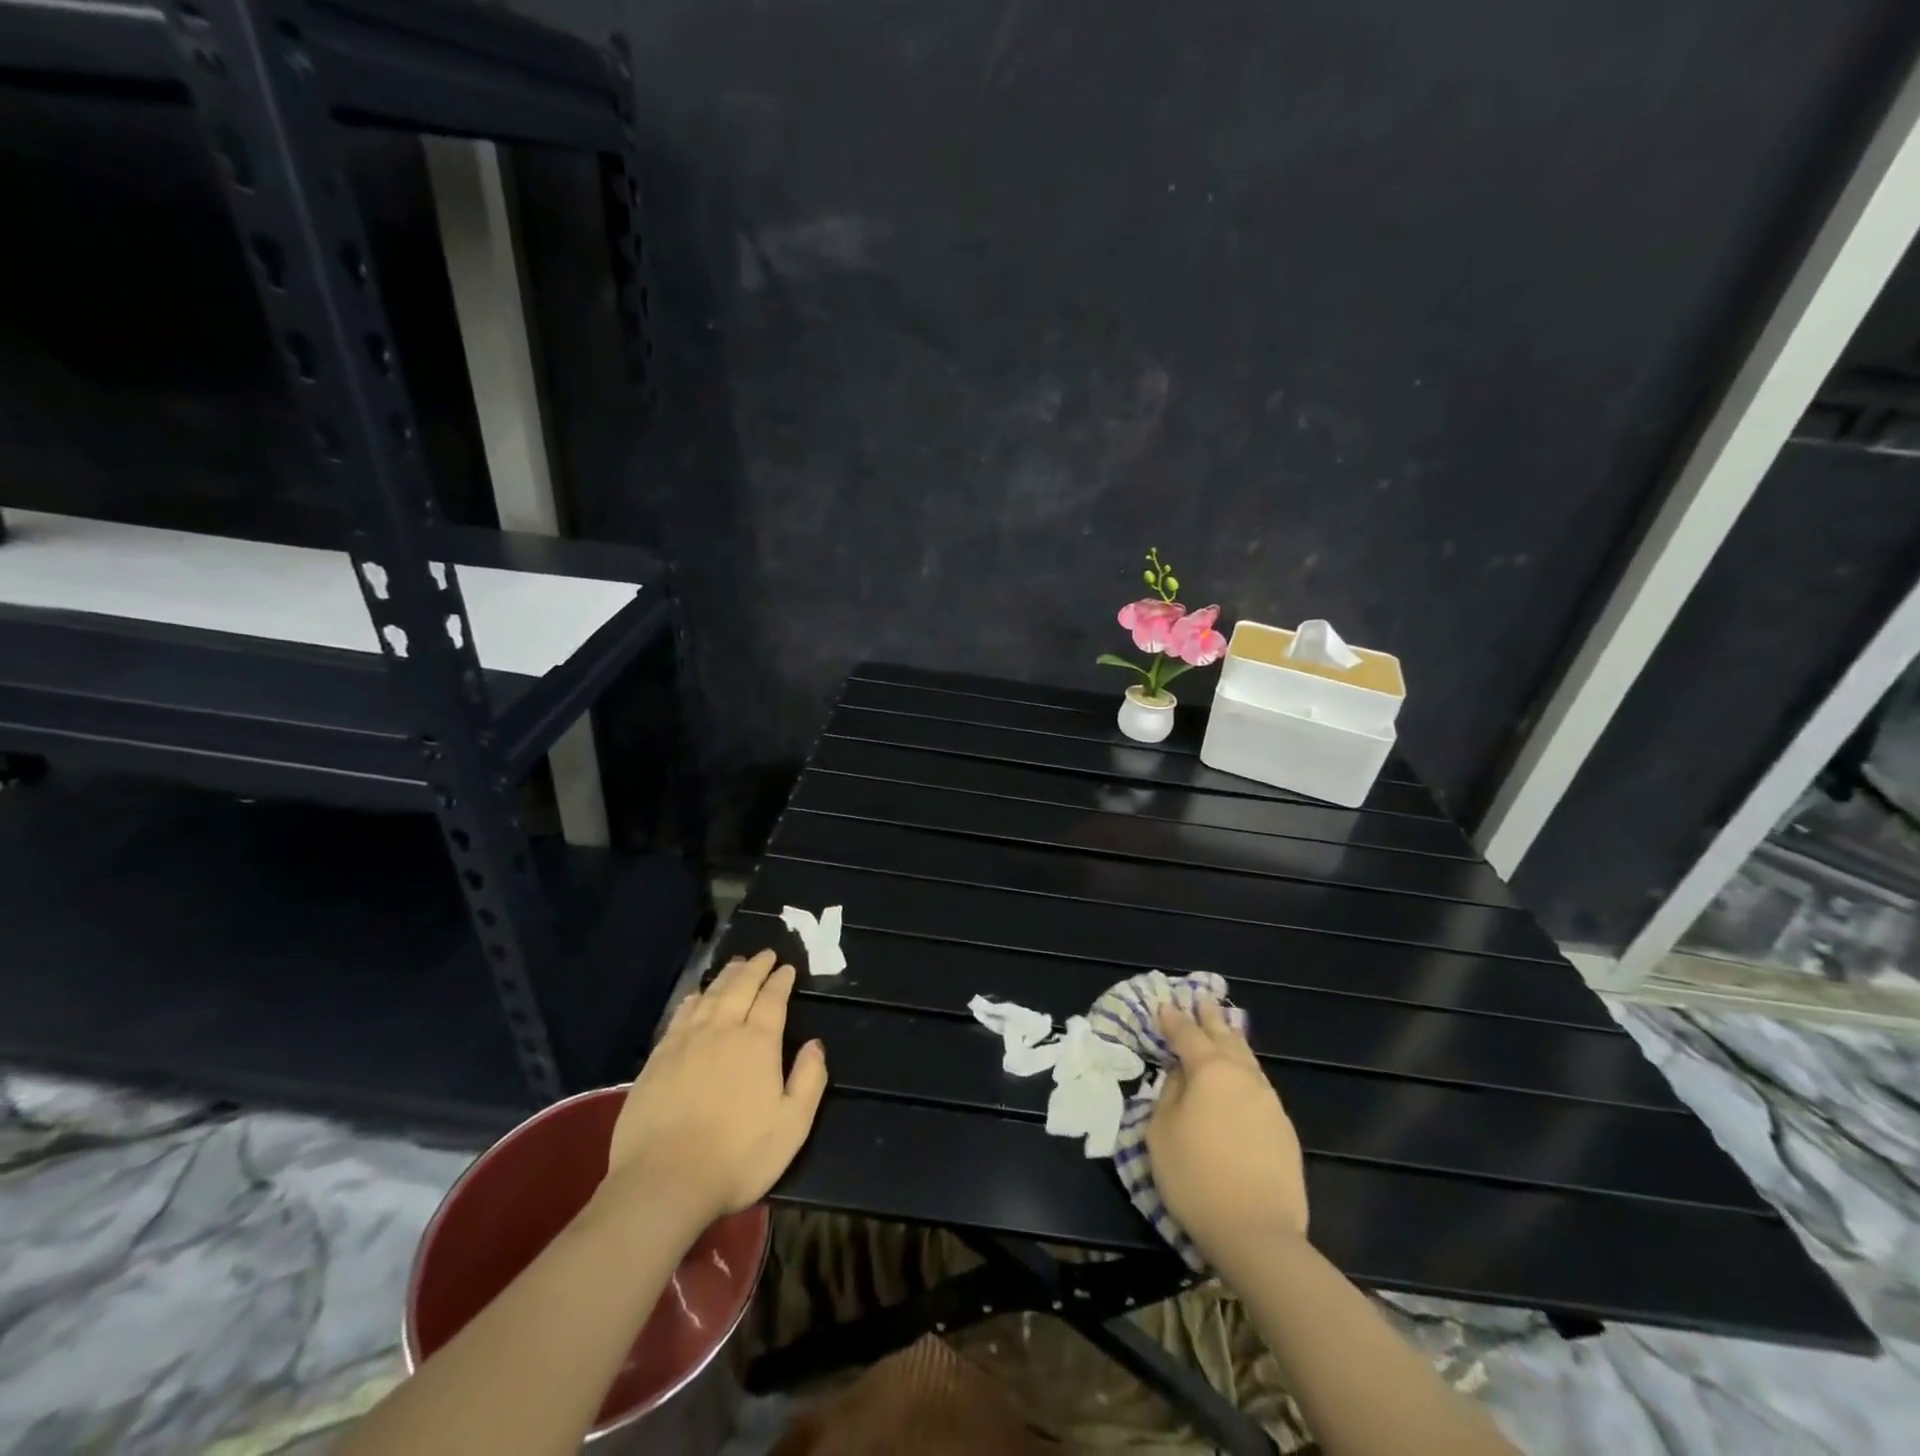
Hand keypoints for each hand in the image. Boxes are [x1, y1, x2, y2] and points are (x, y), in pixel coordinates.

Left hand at [597, 950, 828, 1228]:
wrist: (663, 1182)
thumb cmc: (737, 1157)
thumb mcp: (792, 1126)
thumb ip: (809, 1080)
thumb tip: (816, 1045)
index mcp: (758, 1044)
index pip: (772, 1000)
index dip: (781, 981)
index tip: (787, 968)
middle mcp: (722, 1031)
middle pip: (740, 987)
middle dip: (755, 968)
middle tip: (764, 955)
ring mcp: (685, 1042)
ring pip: (709, 996)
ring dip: (725, 977)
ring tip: (736, 965)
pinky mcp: (657, 1059)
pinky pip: (680, 1015)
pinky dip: (693, 999)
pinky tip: (696, 996)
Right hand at [1148, 998, 1308, 1258]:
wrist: (1257, 1233)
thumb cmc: (1195, 1178)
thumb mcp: (1161, 1133)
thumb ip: (1169, 1093)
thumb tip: (1181, 1074)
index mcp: (1209, 1070)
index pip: (1187, 1034)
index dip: (1173, 1018)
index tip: (1164, 1004)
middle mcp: (1242, 1076)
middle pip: (1225, 1036)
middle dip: (1210, 1016)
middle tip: (1202, 997)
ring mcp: (1268, 1101)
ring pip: (1247, 1059)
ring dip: (1232, 1040)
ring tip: (1225, 1028)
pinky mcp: (1284, 1128)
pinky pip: (1259, 1085)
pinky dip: (1245, 1070)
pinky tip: (1242, 1076)